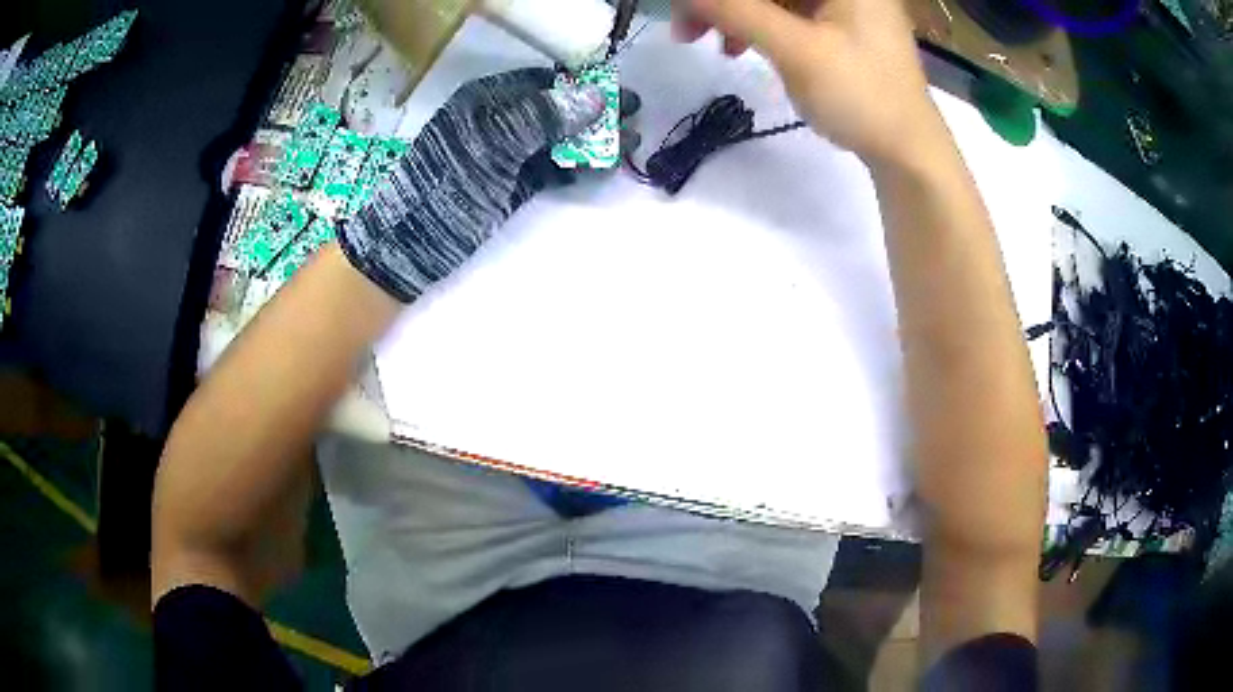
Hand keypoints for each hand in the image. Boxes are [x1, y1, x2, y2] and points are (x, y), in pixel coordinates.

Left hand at [338, 68, 603, 301]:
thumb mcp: (492, 144)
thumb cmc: (448, 184)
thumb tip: (595, 97)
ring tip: (628, 147)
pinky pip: (551, 168)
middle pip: (556, 110)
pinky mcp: (512, 184)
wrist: (414, 244)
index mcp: (488, 100)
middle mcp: (500, 122)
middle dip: (594, 114)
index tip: (618, 94)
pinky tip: (600, 168)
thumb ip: (542, 118)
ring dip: (592, 142)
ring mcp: (507, 155)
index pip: (544, 81)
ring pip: (558, 140)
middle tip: (633, 120)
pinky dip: (575, 167)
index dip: (583, 85)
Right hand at [674, 0, 941, 166]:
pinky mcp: (835, 24)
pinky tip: (736, 46)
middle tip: (685, 27)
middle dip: (723, 2)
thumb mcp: (797, 49)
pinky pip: (783, 11)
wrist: (908, 151)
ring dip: (733, 13)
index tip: (686, 7)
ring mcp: (841, 3)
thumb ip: (737, 10)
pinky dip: (755, 24)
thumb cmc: (863, 96)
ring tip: (705, 43)